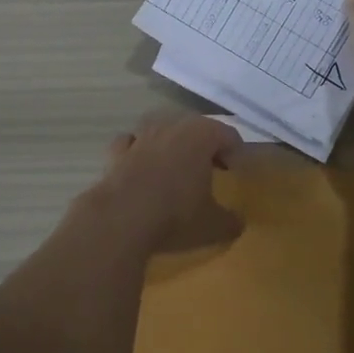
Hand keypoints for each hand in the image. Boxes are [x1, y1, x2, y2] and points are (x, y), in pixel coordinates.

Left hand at [92, 112, 244, 254]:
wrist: (120, 218)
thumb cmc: (175, 215)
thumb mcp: (213, 225)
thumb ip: (230, 221)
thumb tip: (238, 222)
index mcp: (201, 136)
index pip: (227, 134)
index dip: (236, 151)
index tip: (237, 171)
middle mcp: (171, 127)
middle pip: (195, 128)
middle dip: (205, 145)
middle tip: (212, 168)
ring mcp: (141, 137)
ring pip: (161, 129)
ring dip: (171, 143)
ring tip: (176, 165)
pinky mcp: (116, 152)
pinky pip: (131, 143)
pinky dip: (138, 151)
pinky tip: (141, 166)